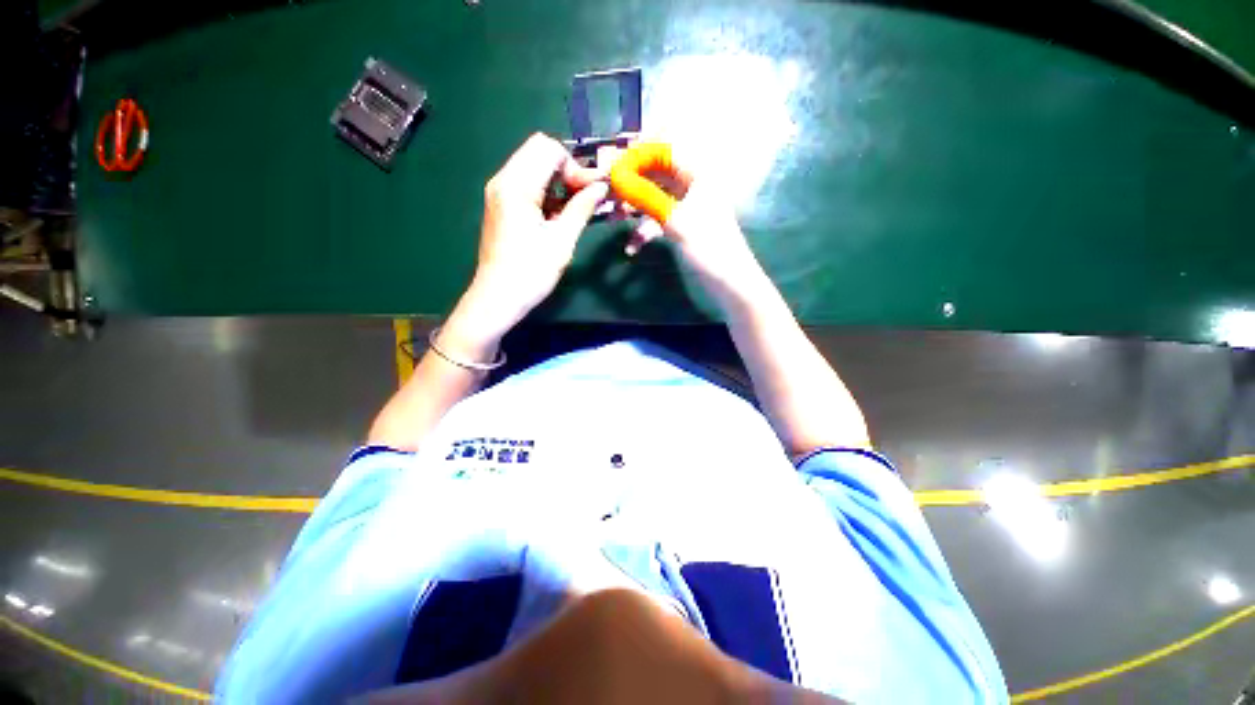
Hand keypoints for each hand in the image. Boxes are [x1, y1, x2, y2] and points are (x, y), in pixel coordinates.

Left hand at [461, 133, 608, 332]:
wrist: (498, 298)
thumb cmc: (531, 272)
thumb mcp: (562, 240)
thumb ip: (581, 208)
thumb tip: (601, 187)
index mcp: (516, 185)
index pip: (549, 149)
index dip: (575, 166)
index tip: (591, 192)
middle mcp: (503, 180)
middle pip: (539, 152)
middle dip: (568, 170)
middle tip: (587, 197)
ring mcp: (499, 193)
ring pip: (533, 167)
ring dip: (558, 182)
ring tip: (577, 208)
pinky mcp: (501, 206)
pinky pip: (526, 185)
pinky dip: (546, 193)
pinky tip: (559, 215)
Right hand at [604, 144, 762, 302]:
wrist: (729, 283)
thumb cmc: (708, 247)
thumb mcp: (675, 220)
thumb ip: (646, 197)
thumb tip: (617, 177)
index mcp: (697, 175)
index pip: (663, 151)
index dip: (637, 156)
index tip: (612, 167)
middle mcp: (691, 186)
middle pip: (655, 174)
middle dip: (631, 183)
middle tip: (606, 193)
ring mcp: (686, 208)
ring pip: (654, 198)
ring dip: (633, 208)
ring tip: (612, 219)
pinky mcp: (682, 227)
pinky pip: (658, 221)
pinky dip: (644, 232)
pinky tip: (631, 248)